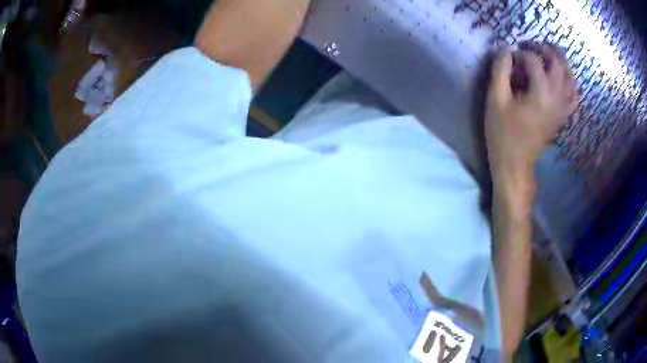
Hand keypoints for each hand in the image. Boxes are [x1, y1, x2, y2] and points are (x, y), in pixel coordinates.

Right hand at [485, 45, 577, 200]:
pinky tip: (563, 77)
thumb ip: (500, 70)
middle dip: (544, 50)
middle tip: (531, 45)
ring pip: (570, 79)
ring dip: (561, 62)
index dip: (519, 53)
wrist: (515, 163)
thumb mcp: (495, 99)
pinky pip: (573, 95)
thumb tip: (506, 50)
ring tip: (550, 54)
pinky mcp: (563, 116)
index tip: (508, 58)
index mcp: (540, 95)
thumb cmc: (503, 133)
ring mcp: (562, 109)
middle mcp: (556, 99)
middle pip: (558, 65)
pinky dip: (570, 82)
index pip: (534, 61)